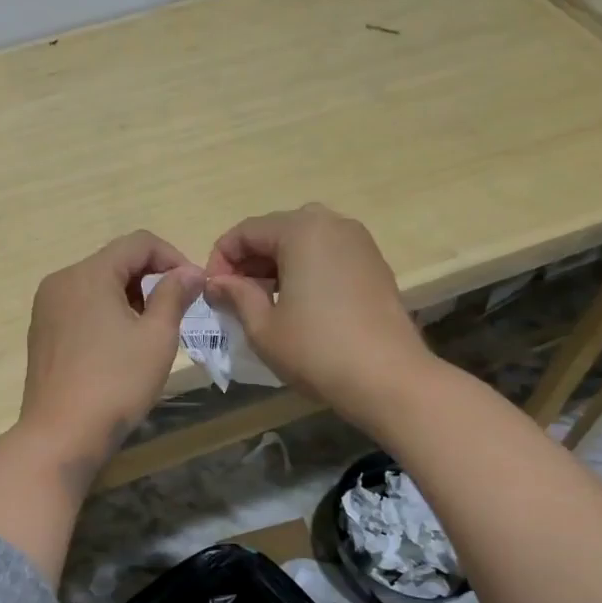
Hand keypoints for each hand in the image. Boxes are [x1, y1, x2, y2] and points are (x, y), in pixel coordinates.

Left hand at [18, 231, 202, 482]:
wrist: (60, 435)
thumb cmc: (116, 384)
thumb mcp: (156, 337)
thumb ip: (175, 295)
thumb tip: (190, 271)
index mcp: (89, 274)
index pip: (139, 243)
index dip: (173, 257)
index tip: (194, 288)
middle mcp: (62, 281)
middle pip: (115, 262)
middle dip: (151, 279)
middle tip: (177, 313)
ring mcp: (46, 308)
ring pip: (98, 285)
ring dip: (130, 298)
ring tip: (152, 332)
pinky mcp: (42, 332)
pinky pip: (81, 307)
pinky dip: (106, 314)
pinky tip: (120, 347)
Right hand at [204, 203, 429, 427]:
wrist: (389, 378)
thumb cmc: (316, 350)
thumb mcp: (263, 327)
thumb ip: (236, 295)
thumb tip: (217, 283)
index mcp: (301, 230)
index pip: (245, 232)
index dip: (220, 260)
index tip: (212, 294)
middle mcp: (332, 223)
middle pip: (275, 231)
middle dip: (249, 261)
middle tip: (235, 298)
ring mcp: (359, 242)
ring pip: (303, 241)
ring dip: (276, 265)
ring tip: (264, 302)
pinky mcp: (374, 264)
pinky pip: (327, 255)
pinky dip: (305, 270)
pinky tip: (298, 304)